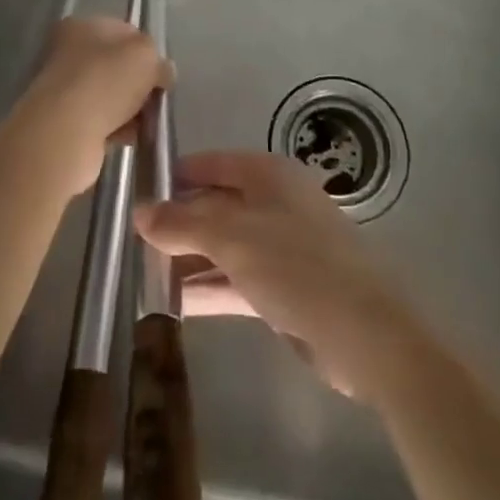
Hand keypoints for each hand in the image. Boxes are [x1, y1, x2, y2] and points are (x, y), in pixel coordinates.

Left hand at [9, 17, 169, 200]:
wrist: (65, 132)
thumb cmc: (106, 80)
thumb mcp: (145, 56)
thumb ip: (159, 60)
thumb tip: (163, 73)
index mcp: (81, 26)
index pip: (124, 31)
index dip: (147, 50)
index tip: (161, 72)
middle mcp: (67, 53)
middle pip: (117, 66)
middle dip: (140, 83)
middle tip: (155, 98)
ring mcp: (63, 89)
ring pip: (110, 95)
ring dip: (131, 109)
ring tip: (145, 122)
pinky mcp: (64, 122)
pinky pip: (101, 121)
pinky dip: (117, 128)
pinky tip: (129, 137)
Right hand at [136, 150, 411, 396]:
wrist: (367, 335)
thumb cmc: (298, 266)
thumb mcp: (233, 238)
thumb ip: (183, 224)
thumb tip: (139, 212)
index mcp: (269, 176)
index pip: (213, 164)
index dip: (176, 175)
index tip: (137, 190)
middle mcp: (276, 204)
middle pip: (217, 206)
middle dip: (178, 222)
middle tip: (132, 239)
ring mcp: (282, 248)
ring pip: (225, 246)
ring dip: (188, 259)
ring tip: (142, 272)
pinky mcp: (285, 290)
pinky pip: (236, 280)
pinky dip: (208, 288)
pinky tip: (172, 304)